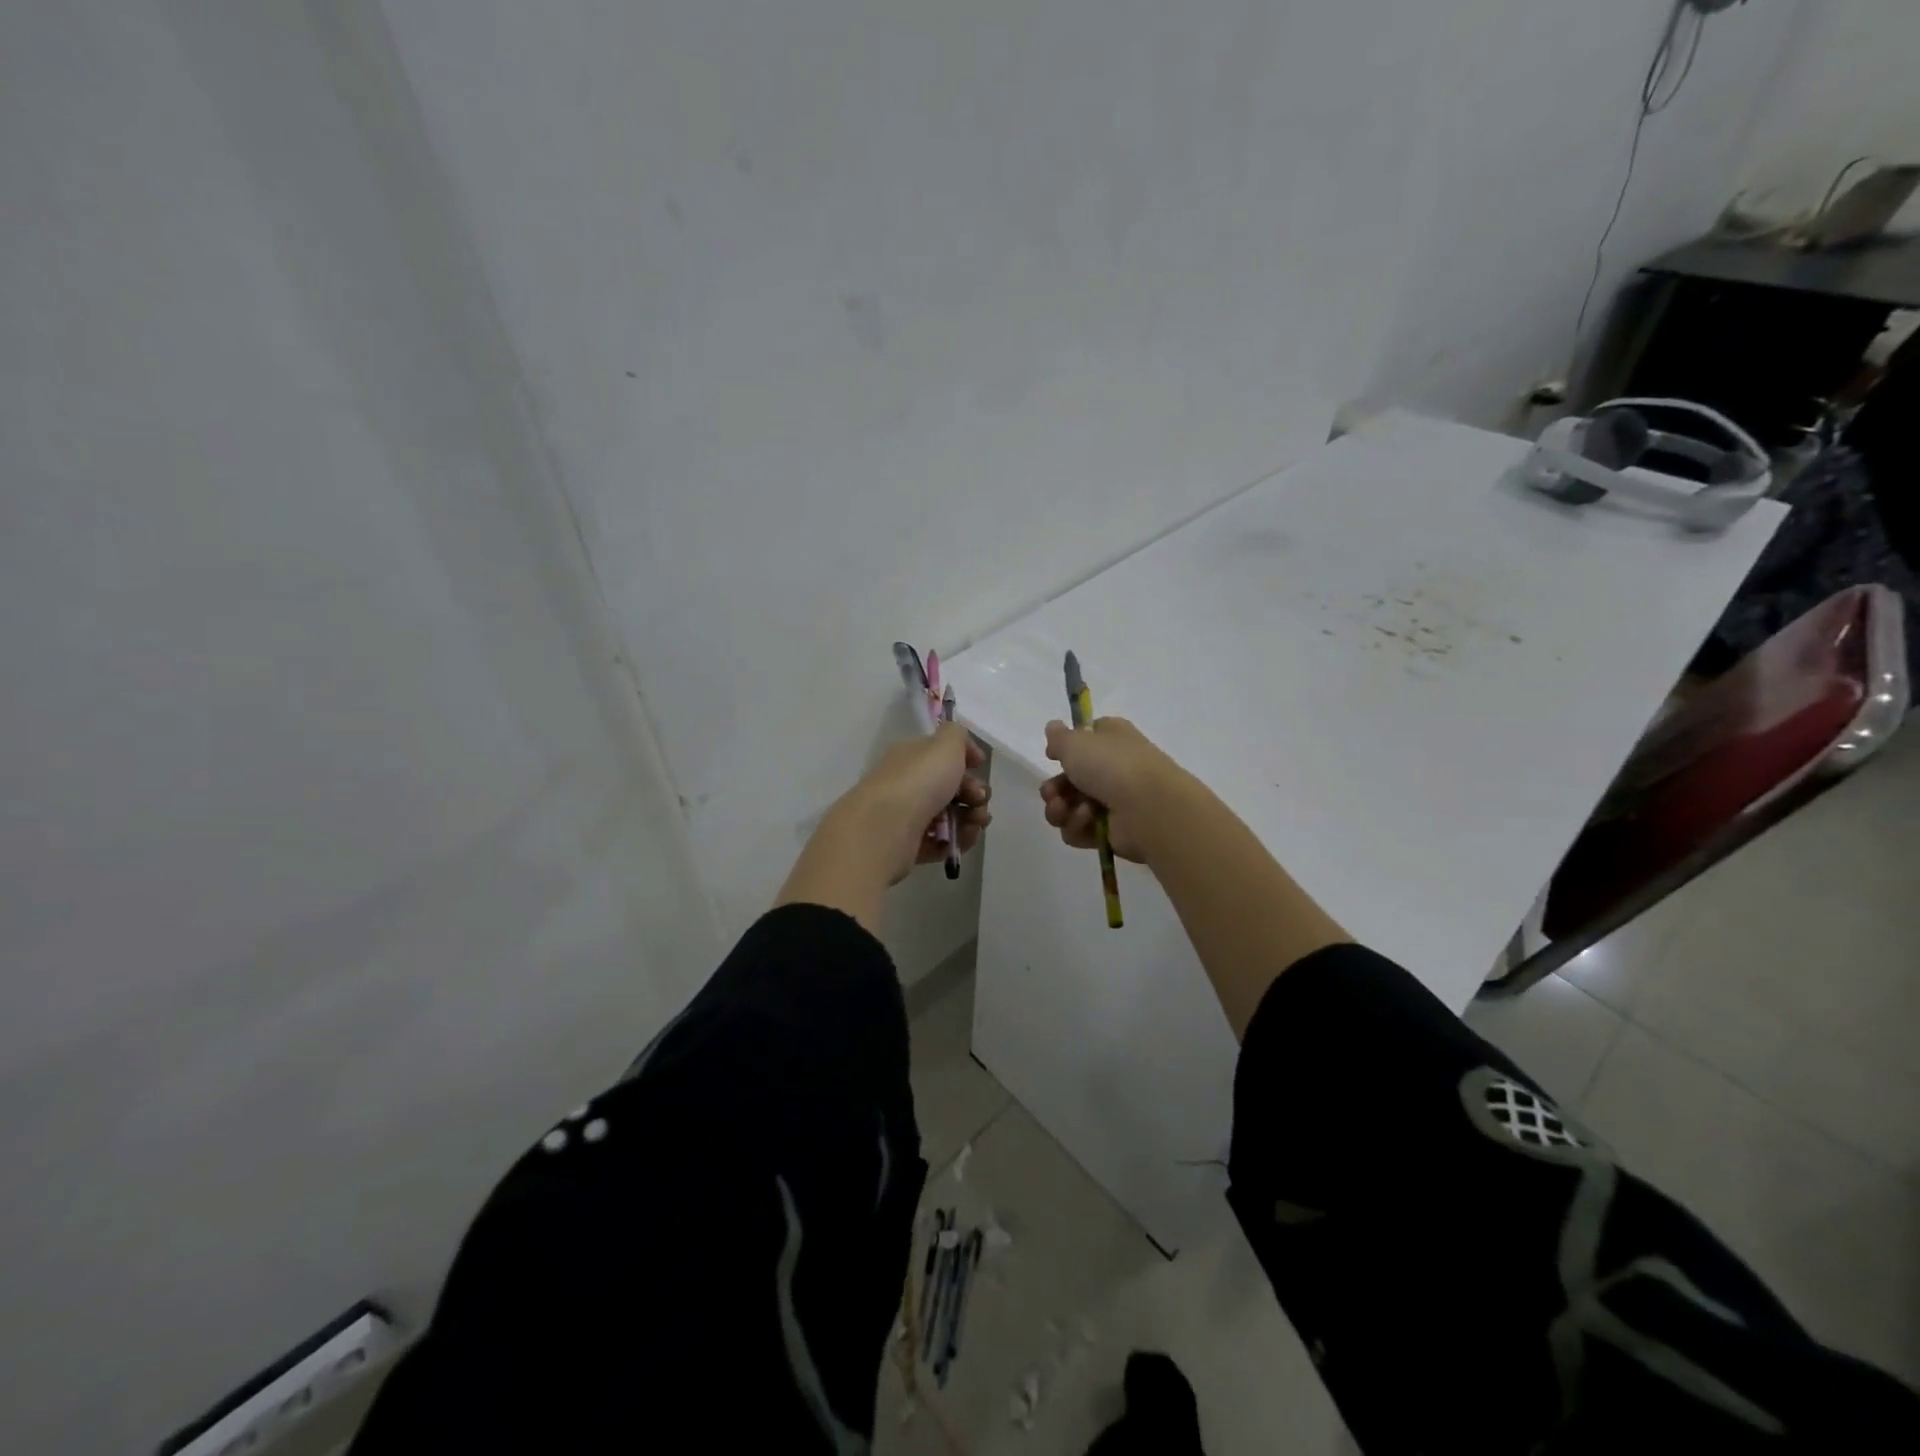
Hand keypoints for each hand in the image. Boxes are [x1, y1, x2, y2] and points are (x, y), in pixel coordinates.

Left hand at [822, 722, 991, 885]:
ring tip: (975, 823)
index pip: (943, 755)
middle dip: (975, 793)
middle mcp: (908, 783)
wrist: (885, 828)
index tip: (980, 766)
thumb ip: (958, 735)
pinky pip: (941, 841)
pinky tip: (963, 840)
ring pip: (950, 816)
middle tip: (980, 800)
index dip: (966, 759)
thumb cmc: (918, 780)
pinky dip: (957, 840)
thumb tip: (965, 751)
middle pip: (951, 787)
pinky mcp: (910, 846)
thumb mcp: (945, 744)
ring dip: (971, 818)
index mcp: (912, 756)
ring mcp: (908, 816)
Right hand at [1039, 716, 1181, 863]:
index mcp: (1111, 738)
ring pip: (1070, 807)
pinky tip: (1086, 821)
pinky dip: (1077, 826)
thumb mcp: (1075, 741)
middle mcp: (1113, 768)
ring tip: (1063, 810)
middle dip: (1054, 788)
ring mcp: (1113, 802)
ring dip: (1060, 809)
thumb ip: (1058, 737)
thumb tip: (1054, 728)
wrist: (1148, 808)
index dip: (1066, 748)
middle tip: (1051, 793)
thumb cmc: (1112, 765)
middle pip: (1070, 779)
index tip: (1052, 755)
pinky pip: (1080, 830)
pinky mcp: (1111, 832)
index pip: (1086, 739)